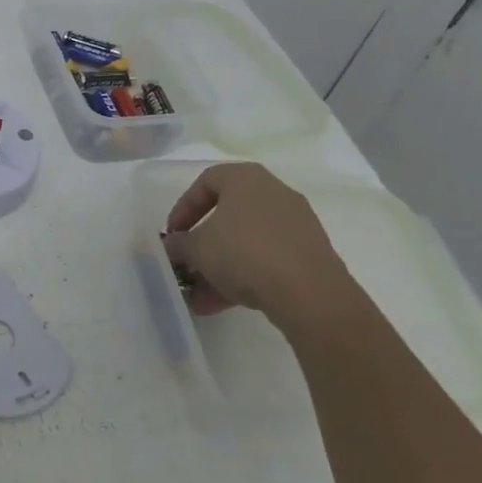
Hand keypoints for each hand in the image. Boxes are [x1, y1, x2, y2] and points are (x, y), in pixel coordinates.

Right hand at [161, 163, 357, 325]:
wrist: (309, 293)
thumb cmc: (244, 253)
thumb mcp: (197, 248)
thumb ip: (178, 244)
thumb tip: (172, 246)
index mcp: (246, 179)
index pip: (206, 182)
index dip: (183, 208)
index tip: (173, 234)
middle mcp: (273, 193)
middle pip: (227, 215)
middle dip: (202, 244)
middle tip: (187, 264)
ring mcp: (295, 224)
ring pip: (246, 242)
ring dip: (219, 266)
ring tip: (199, 296)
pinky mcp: (308, 254)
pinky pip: (266, 259)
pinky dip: (244, 276)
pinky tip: (222, 304)